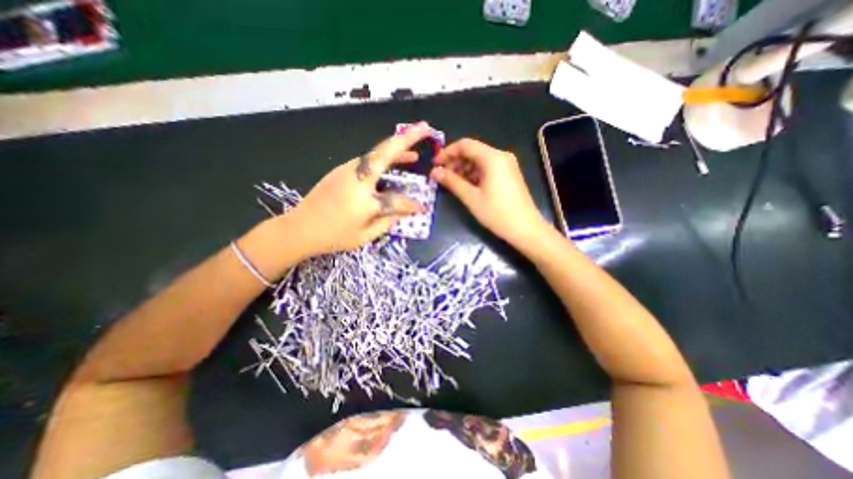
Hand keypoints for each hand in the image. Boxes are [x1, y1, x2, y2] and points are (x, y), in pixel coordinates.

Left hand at [290, 126, 434, 255]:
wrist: (299, 228)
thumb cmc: (333, 236)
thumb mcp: (365, 236)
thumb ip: (387, 222)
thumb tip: (403, 211)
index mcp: (365, 200)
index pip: (398, 200)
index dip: (412, 205)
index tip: (422, 209)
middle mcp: (358, 178)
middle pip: (386, 152)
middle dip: (407, 138)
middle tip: (425, 127)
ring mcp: (348, 170)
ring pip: (377, 153)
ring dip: (397, 148)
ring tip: (414, 152)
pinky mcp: (342, 169)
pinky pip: (368, 160)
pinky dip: (383, 159)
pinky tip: (390, 164)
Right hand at [426, 137, 546, 244]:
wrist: (525, 229)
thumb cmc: (497, 213)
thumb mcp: (471, 198)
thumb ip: (452, 182)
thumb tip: (434, 172)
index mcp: (493, 157)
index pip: (465, 145)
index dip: (447, 152)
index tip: (435, 164)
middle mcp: (501, 156)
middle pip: (472, 151)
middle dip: (455, 162)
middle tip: (442, 176)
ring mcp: (507, 165)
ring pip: (479, 160)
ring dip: (463, 169)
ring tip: (452, 183)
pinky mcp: (508, 174)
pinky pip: (487, 168)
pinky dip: (474, 174)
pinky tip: (466, 185)